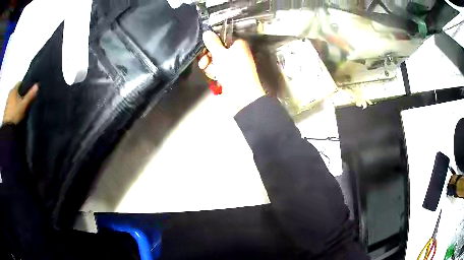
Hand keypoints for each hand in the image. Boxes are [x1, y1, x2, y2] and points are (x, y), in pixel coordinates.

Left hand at [3, 82, 37, 124]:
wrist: (7, 130)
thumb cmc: (15, 113)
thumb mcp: (24, 105)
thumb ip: (30, 95)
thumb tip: (37, 85)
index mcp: (14, 89)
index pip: (20, 83)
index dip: (24, 87)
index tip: (28, 93)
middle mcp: (10, 93)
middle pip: (16, 92)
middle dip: (20, 95)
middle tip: (25, 102)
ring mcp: (7, 103)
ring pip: (13, 100)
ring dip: (16, 103)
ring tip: (20, 110)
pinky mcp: (5, 112)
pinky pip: (10, 107)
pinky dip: (13, 109)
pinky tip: (16, 115)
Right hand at [198, 31, 264, 112]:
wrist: (241, 95)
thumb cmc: (234, 72)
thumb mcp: (220, 54)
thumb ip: (212, 42)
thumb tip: (207, 32)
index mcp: (238, 45)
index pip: (221, 39)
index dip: (211, 44)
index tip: (204, 48)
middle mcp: (236, 53)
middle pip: (216, 51)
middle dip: (208, 57)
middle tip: (204, 62)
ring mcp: (233, 65)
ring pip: (215, 62)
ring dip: (210, 67)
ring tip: (212, 72)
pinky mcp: (229, 75)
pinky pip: (218, 71)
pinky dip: (214, 74)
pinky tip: (215, 78)